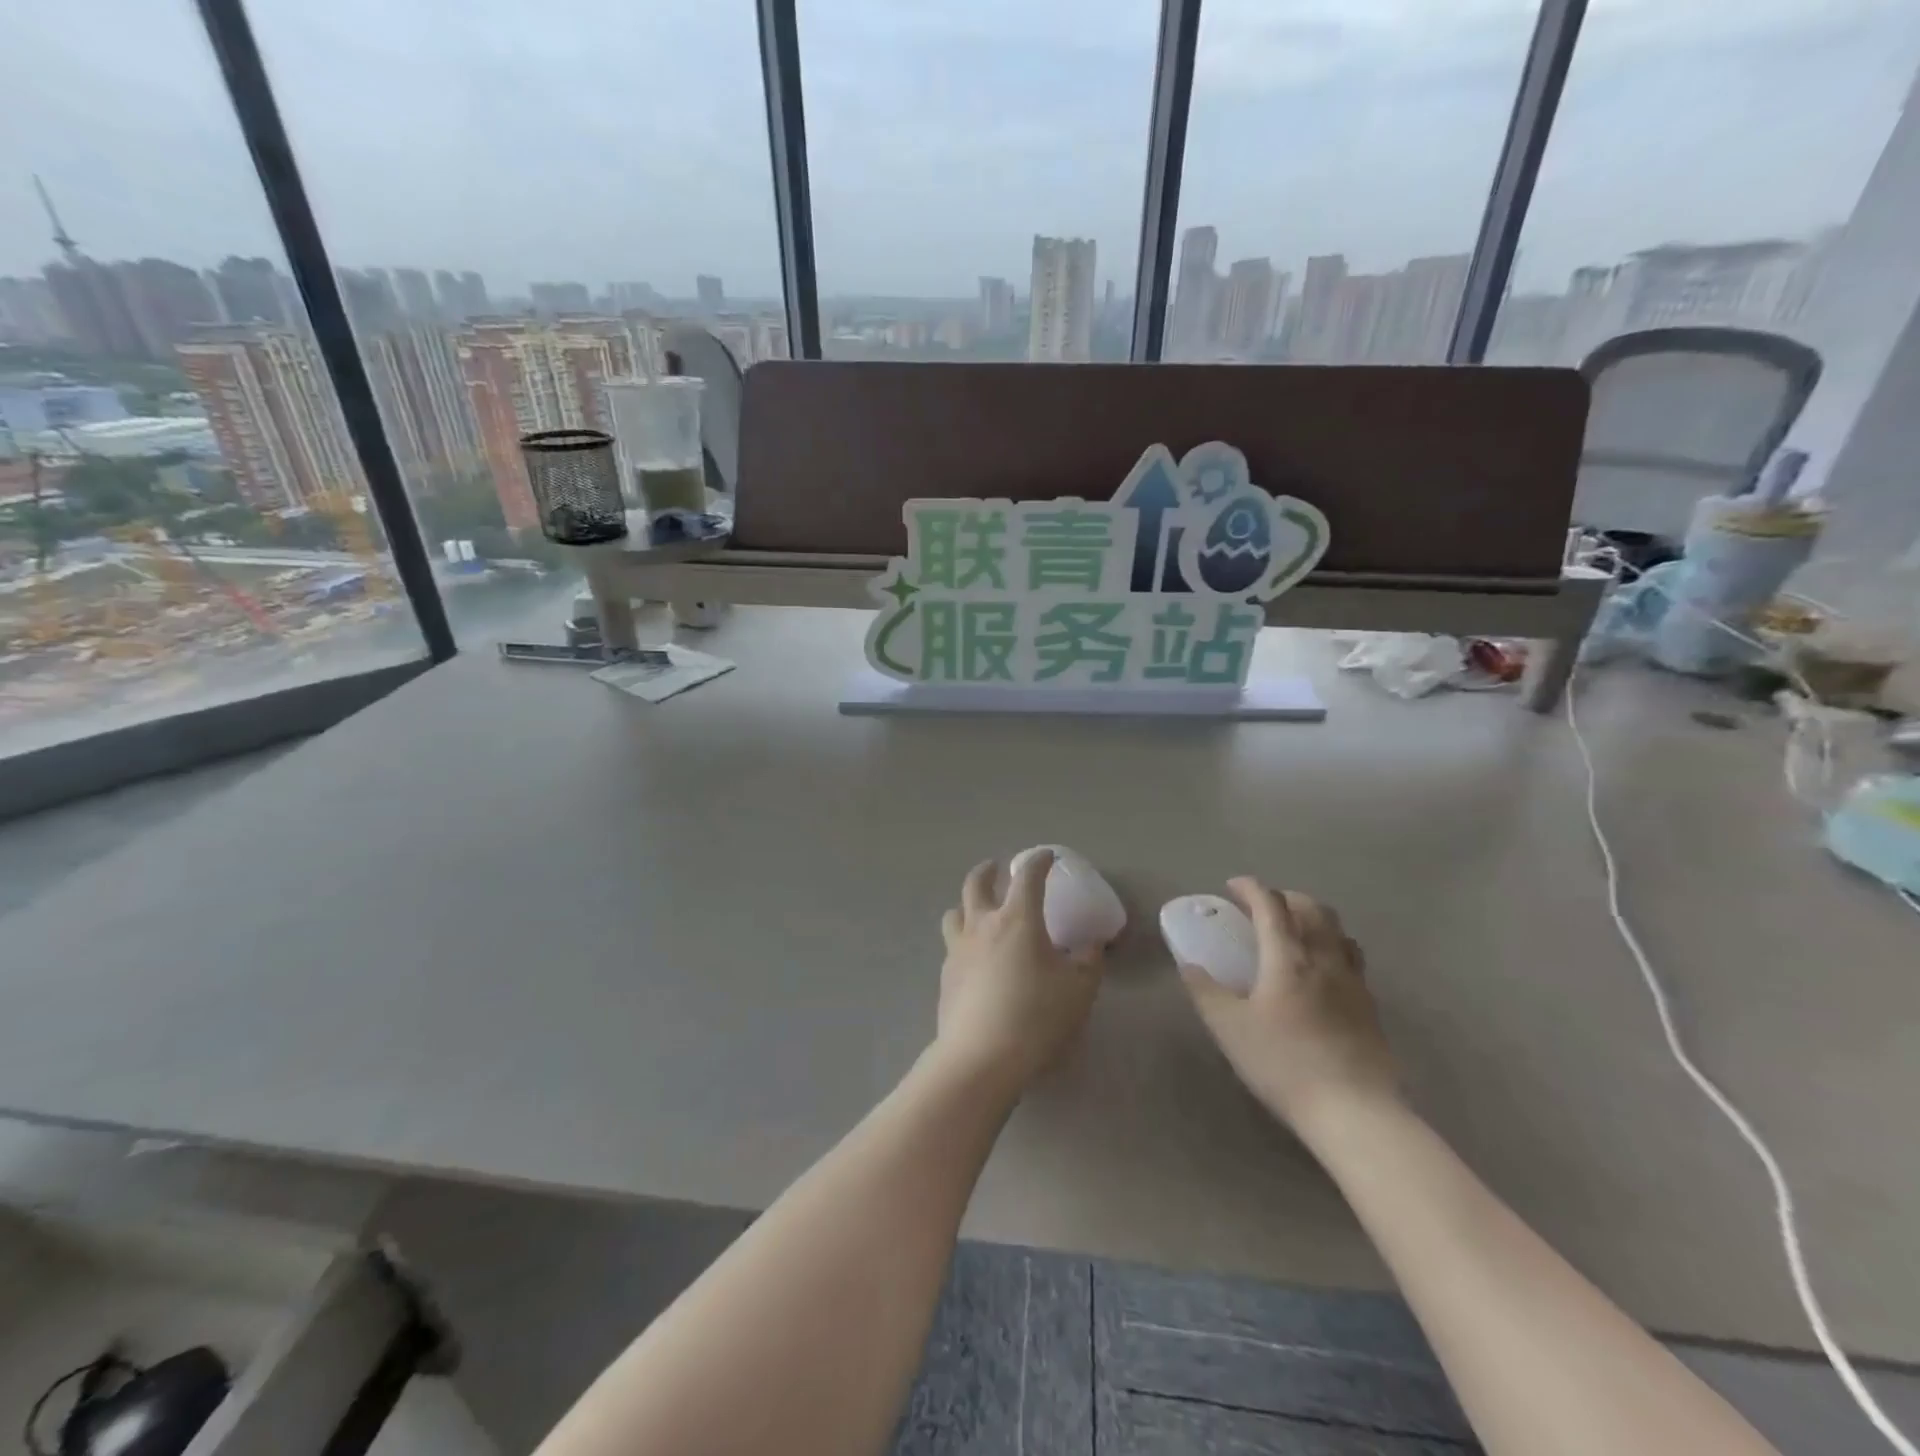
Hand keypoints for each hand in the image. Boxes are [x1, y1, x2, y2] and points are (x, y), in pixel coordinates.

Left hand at [935, 853, 1105, 1095]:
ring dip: (967, 904)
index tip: (1046, 857)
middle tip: (996, 868)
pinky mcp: (945, 976)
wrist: (981, 1056)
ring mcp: (958, 950)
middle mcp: (982, 925)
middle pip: (975, 884)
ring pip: (954, 912)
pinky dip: (963, 940)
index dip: (1038, 862)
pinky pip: (952, 946)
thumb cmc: (1036, 1016)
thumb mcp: (1079, 989)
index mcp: (1017, 919)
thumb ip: (1089, 960)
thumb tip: (1091, 944)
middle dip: (988, 871)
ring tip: (977, 910)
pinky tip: (974, 959)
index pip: (1027, 876)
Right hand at [1180, 879, 1398, 1134]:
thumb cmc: (1283, 1064)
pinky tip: (1320, 973)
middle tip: (1262, 907)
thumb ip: (1205, 991)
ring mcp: (1353, 982)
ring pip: (1338, 931)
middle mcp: (1324, 959)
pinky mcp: (1370, 1007)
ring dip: (1314, 919)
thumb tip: (1189, 965)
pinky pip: (1351, 959)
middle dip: (1285, 897)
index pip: (1271, 905)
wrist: (1354, 1112)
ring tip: (1295, 933)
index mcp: (1288, 958)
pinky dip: (1332, 947)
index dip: (1251, 888)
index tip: (1232, 886)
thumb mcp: (1229, 1028)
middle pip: (1312, 909)